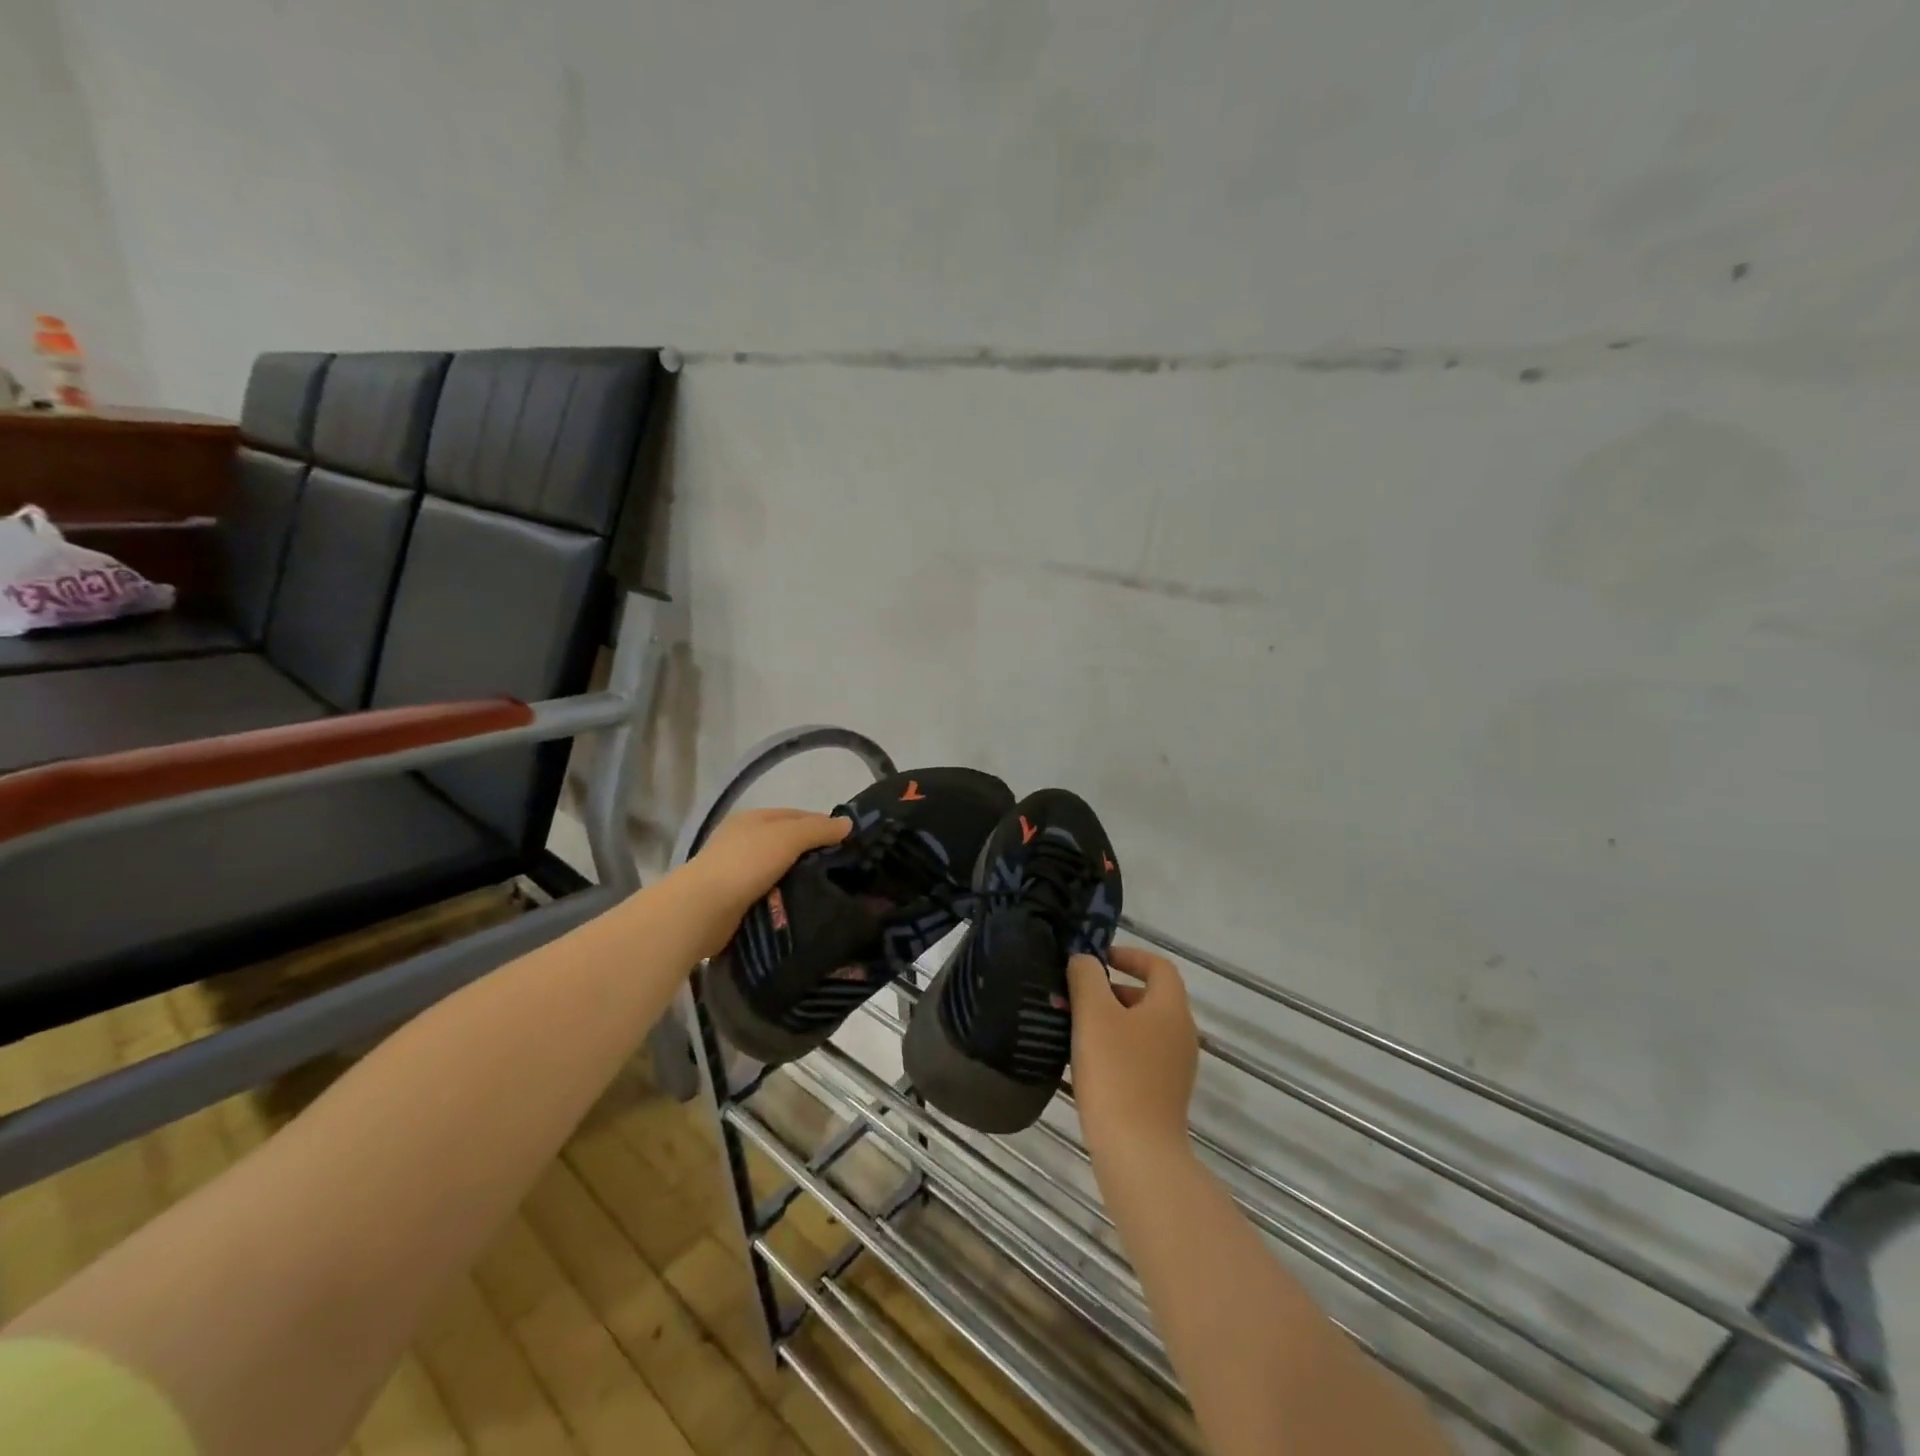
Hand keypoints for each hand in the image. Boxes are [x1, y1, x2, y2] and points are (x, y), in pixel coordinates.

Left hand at [672, 808, 849, 957]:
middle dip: (812, 854)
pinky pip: (767, 894)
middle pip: (787, 843)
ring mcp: (736, 871)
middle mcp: (742, 840)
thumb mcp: (787, 837)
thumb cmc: (745, 863)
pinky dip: (783, 898)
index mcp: (753, 819)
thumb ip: (818, 829)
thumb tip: (848, 823)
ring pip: (778, 870)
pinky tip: (802, 907)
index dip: (822, 825)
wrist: (701, 909)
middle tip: (842, 871)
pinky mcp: (733, 900)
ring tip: (828, 891)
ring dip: (798, 879)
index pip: (796, 815)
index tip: (848, 843)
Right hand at [1067, 944, 1198, 1156]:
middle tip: (1075, 996)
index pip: (1158, 966)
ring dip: (1109, 1020)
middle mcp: (1181, 1033)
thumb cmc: (1116, 1073)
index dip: (1129, 955)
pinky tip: (1085, 1061)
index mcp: (1171, 1008)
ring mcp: (1175, 1067)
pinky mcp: (1164, 1093)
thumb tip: (1085, 960)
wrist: (1138, 1152)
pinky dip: (1115, 1047)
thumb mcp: (1093, 1014)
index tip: (1097, 960)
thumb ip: (1087, 977)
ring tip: (1073, 1027)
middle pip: (1148, 997)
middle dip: (1110, 990)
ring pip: (1140, 1027)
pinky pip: (1139, 1055)